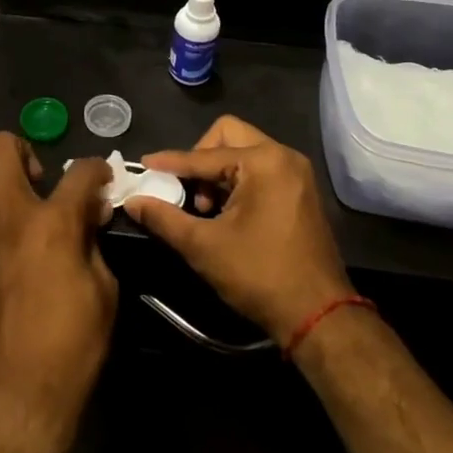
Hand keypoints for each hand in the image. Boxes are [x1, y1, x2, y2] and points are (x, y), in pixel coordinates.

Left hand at [0, 136, 117, 449]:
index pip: (81, 171)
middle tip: (36, 181)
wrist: (15, 395)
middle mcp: (7, 214)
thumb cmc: (70, 346)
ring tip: (1, 205)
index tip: (100, 178)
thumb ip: (93, 241)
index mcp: (52, 221)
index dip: (96, 169)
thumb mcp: (103, 291)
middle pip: (2, 147)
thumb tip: (90, 212)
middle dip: (24, 152)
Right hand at [124, 116, 352, 342]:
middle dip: (200, 158)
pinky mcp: (301, 191)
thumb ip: (165, 218)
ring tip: (205, 208)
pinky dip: (238, 181)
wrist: (319, 316)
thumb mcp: (204, 247)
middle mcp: (284, 156)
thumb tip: (133, 202)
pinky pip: (260, 169)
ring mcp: (296, 173)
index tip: (144, 165)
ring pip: (244, 152)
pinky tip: (225, 213)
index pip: (204, 155)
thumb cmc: (260, 275)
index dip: (170, 162)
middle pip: (228, 136)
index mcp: (263, 161)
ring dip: (218, 172)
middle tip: (186, 189)